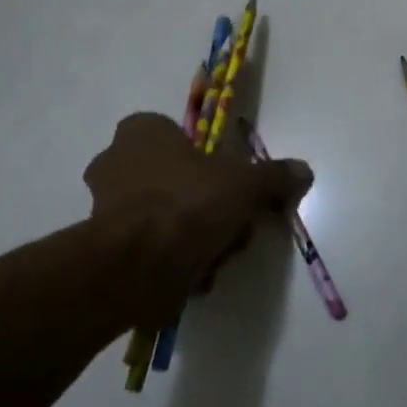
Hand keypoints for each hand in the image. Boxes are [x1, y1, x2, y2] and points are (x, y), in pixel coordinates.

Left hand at [84, 113, 311, 325]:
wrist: (136, 267)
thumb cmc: (188, 203)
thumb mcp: (245, 184)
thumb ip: (274, 176)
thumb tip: (303, 171)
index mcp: (141, 132)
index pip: (178, 135)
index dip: (209, 162)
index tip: (232, 187)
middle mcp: (115, 162)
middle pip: (176, 179)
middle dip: (206, 204)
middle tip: (231, 225)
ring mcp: (104, 207)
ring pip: (165, 216)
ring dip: (193, 235)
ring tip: (216, 255)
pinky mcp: (103, 250)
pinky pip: (151, 248)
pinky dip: (174, 260)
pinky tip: (196, 275)